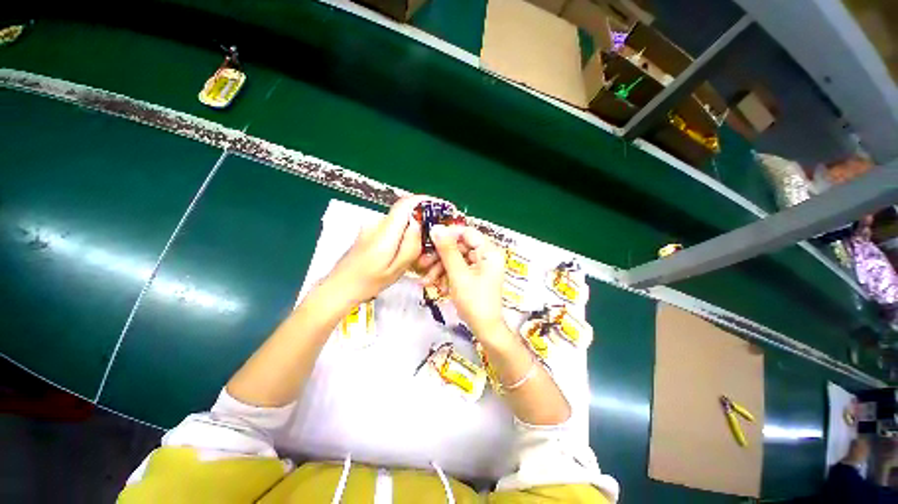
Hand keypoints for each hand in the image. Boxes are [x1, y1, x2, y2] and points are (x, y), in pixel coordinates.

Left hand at [326, 195, 430, 303]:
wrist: (339, 287)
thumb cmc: (369, 283)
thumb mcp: (396, 269)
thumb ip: (410, 245)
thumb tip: (418, 222)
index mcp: (384, 233)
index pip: (404, 204)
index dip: (422, 200)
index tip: (438, 205)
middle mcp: (376, 224)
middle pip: (403, 212)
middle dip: (420, 219)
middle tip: (432, 238)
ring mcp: (370, 227)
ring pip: (398, 221)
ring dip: (410, 229)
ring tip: (418, 250)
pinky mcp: (368, 232)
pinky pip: (391, 227)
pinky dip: (401, 234)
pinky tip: (403, 251)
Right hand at [430, 224, 506, 338]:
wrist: (484, 329)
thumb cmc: (475, 302)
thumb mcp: (458, 275)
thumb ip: (447, 250)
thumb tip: (436, 228)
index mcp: (488, 251)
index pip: (466, 232)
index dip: (448, 234)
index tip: (430, 240)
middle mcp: (486, 255)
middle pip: (458, 247)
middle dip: (439, 257)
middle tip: (422, 264)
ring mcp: (480, 266)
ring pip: (455, 259)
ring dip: (440, 269)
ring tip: (426, 282)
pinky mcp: (474, 276)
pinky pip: (458, 270)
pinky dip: (447, 277)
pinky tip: (440, 289)